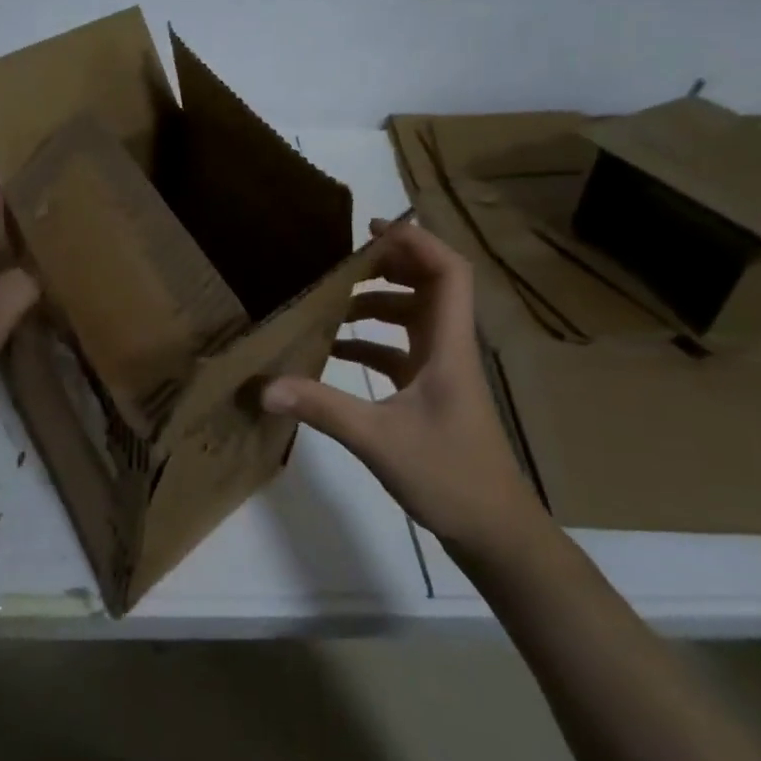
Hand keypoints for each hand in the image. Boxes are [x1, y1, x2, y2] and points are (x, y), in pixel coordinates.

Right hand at [261, 219, 547, 561]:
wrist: (495, 532)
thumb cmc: (450, 476)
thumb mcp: (378, 439)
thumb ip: (322, 407)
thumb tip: (265, 385)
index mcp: (448, 346)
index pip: (448, 273)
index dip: (417, 242)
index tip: (372, 229)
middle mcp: (448, 349)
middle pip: (430, 286)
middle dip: (390, 266)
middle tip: (344, 264)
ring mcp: (441, 373)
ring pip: (414, 318)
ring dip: (378, 304)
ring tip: (333, 304)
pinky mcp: (430, 395)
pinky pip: (400, 352)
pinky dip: (371, 344)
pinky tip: (335, 353)